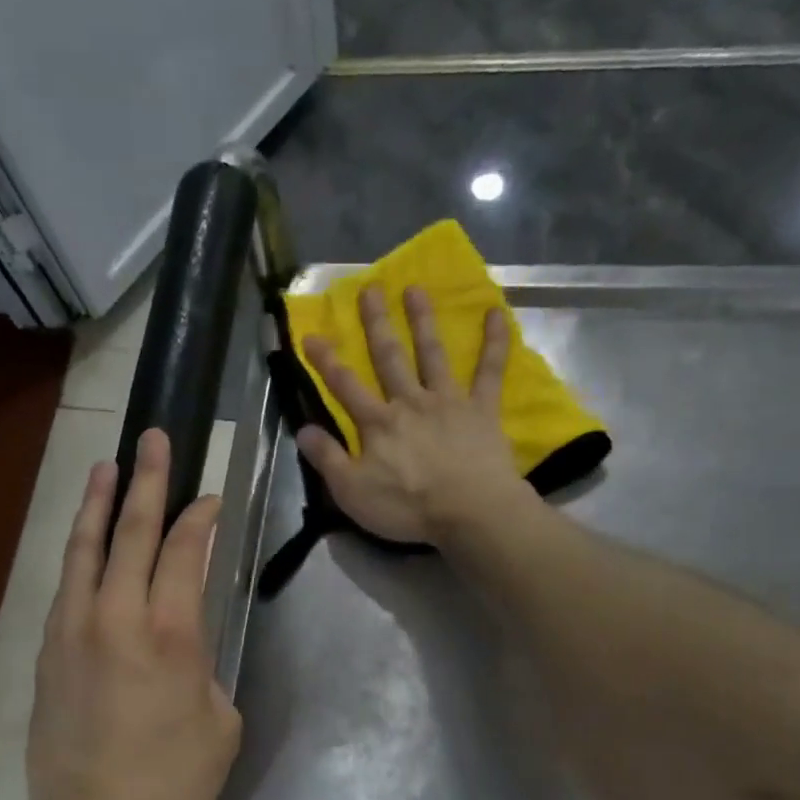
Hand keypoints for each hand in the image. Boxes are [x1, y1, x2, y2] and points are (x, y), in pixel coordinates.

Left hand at [27, 429, 240, 799]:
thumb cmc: (175, 780)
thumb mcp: (220, 721)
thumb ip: (204, 668)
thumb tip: (183, 650)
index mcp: (172, 632)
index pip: (185, 551)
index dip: (199, 518)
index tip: (208, 497)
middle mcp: (117, 616)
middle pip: (131, 532)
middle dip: (147, 481)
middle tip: (152, 440)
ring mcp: (74, 630)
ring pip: (84, 549)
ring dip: (97, 504)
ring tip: (105, 467)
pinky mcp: (48, 652)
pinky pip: (66, 587)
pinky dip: (78, 555)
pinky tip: (84, 546)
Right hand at [299, 285, 529, 545]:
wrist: (469, 511)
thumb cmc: (407, 507)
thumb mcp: (352, 492)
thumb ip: (327, 459)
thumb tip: (303, 429)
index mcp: (377, 424)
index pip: (345, 386)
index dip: (326, 361)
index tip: (311, 334)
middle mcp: (410, 402)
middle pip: (389, 357)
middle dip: (376, 323)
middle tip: (370, 288)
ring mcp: (448, 401)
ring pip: (432, 354)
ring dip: (423, 320)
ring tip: (416, 289)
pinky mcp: (482, 409)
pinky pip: (489, 371)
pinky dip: (494, 342)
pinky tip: (496, 312)